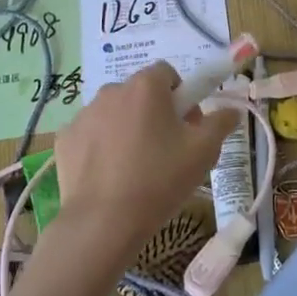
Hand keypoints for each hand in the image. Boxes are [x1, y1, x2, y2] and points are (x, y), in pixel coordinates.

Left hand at [49, 62, 236, 266]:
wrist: (103, 223)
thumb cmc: (159, 179)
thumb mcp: (204, 152)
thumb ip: (220, 123)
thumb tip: (231, 110)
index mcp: (146, 86)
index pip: (168, 73)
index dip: (181, 96)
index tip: (187, 126)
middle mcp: (112, 90)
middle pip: (140, 93)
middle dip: (154, 112)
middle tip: (167, 150)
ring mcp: (84, 114)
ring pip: (114, 113)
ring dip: (127, 128)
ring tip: (136, 168)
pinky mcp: (65, 139)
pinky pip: (91, 134)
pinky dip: (101, 147)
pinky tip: (110, 176)